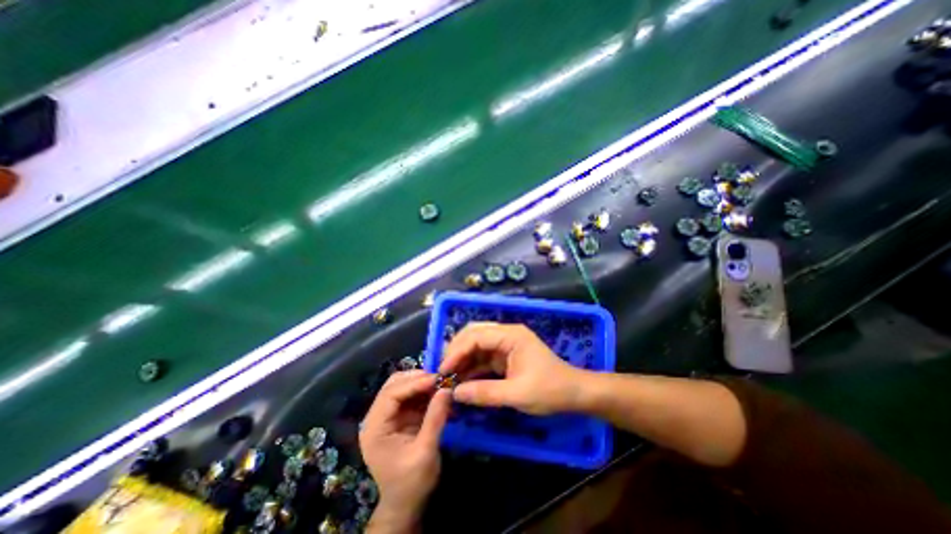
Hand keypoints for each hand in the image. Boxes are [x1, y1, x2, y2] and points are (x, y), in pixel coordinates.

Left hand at [363, 369, 453, 530]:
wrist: (406, 504)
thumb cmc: (412, 483)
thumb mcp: (425, 452)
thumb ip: (435, 419)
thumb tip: (447, 389)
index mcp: (374, 428)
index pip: (390, 394)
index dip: (414, 383)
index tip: (437, 379)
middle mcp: (377, 418)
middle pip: (393, 385)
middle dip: (417, 379)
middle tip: (439, 379)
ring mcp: (387, 416)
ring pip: (402, 386)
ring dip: (421, 382)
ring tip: (440, 384)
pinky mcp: (399, 417)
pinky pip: (411, 395)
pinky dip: (424, 391)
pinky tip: (438, 392)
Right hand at [440, 321, 588, 417]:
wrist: (574, 393)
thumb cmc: (550, 390)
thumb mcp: (517, 394)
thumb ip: (485, 393)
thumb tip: (454, 394)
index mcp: (510, 335)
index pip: (476, 336)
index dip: (456, 351)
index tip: (443, 371)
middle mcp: (506, 334)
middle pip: (473, 334)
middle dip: (456, 350)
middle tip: (442, 371)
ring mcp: (505, 344)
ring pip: (476, 345)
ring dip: (461, 359)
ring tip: (447, 377)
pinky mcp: (505, 356)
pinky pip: (482, 357)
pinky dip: (471, 367)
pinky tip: (461, 380)